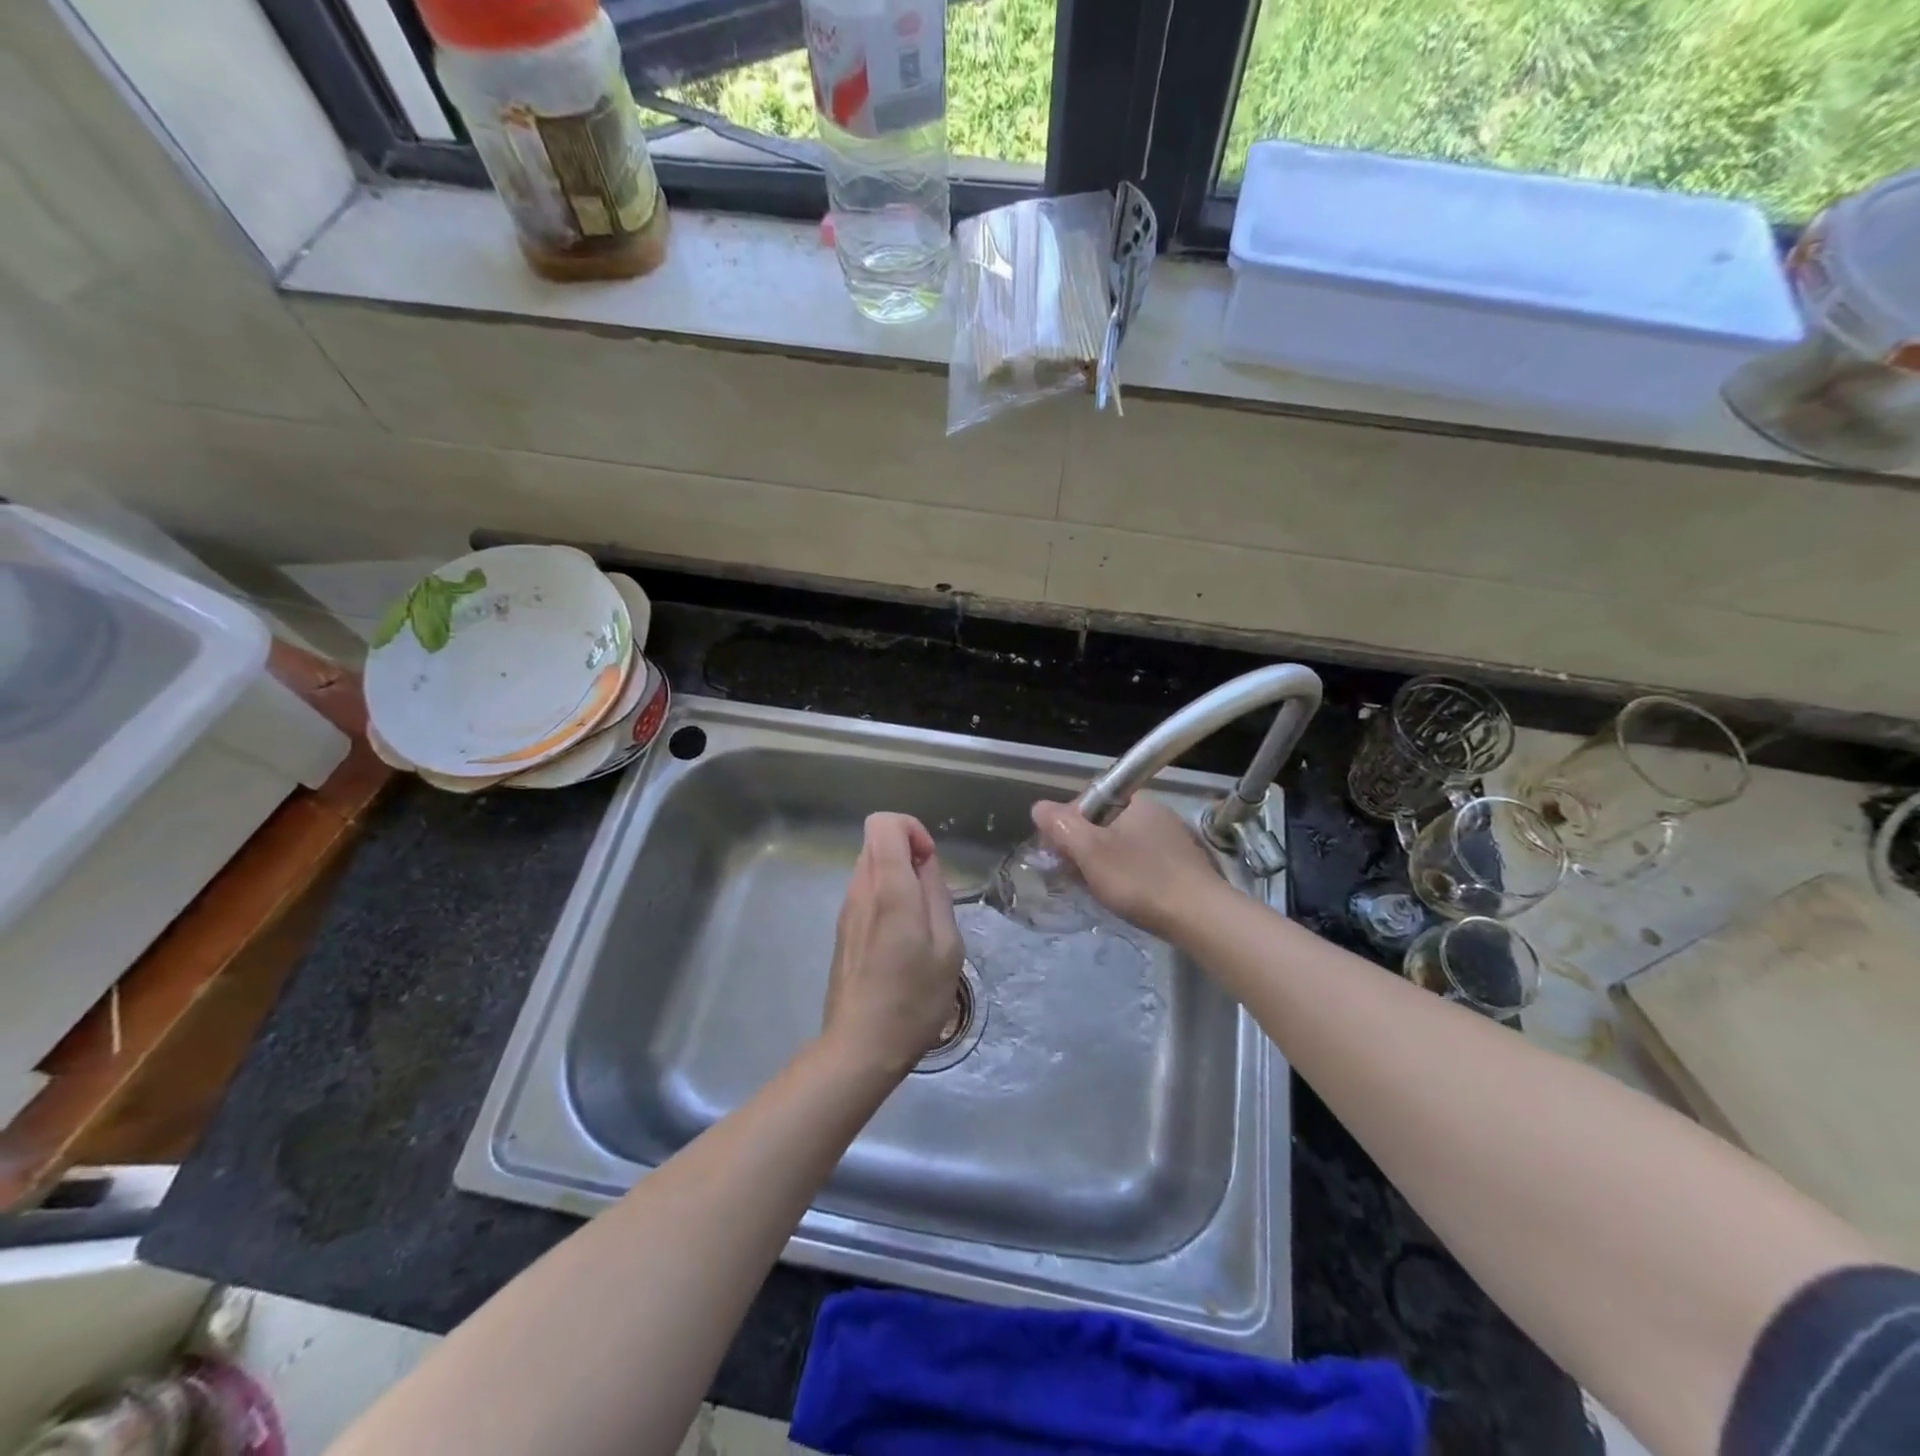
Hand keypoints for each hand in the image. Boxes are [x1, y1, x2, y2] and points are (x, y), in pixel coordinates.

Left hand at [822, 813, 964, 1078]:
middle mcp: (860, 891)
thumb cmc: (914, 999)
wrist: (861, 1046)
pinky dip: (885, 897)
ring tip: (919, 922)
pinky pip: (864, 892)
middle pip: (876, 841)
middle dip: (907, 853)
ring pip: (869, 866)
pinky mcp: (842, 929)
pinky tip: (901, 940)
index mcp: (888, 889)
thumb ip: (936, 894)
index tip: (929, 862)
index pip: (883, 823)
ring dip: (897, 877)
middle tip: (930, 895)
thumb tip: (925, 863)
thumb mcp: (947, 947)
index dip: (911, 829)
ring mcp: (846, 910)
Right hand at [1031, 796, 1223, 939]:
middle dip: (1083, 846)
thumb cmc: (1139, 880)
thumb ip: (1062, 826)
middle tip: (1073, 875)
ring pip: (1123, 844)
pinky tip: (1125, 896)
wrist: (1200, 917)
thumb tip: (1039, 807)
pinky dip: (1127, 874)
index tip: (1058, 852)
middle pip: (1104, 823)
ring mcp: (1172, 838)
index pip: (1087, 800)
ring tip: (1096, 889)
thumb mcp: (1090, 852)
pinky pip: (1142, 861)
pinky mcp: (1183, 864)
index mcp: (1134, 801)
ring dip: (1104, 862)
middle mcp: (1155, 812)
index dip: (1066, 823)